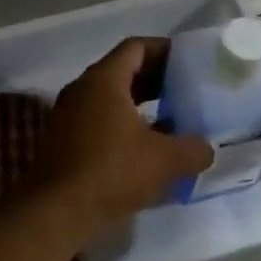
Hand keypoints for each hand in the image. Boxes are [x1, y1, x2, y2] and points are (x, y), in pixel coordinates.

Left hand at [31, 38, 214, 234]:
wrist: (55, 212)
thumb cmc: (111, 173)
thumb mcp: (165, 160)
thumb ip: (194, 148)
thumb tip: (205, 148)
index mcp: (103, 80)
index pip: (136, 47)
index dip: (165, 50)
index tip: (190, 62)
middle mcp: (82, 90)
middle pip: (123, 71)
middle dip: (157, 80)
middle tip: (187, 91)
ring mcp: (68, 116)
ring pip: (111, 99)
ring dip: (142, 106)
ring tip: (173, 121)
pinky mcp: (64, 142)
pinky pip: (100, 122)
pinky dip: (125, 126)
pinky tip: (147, 150)